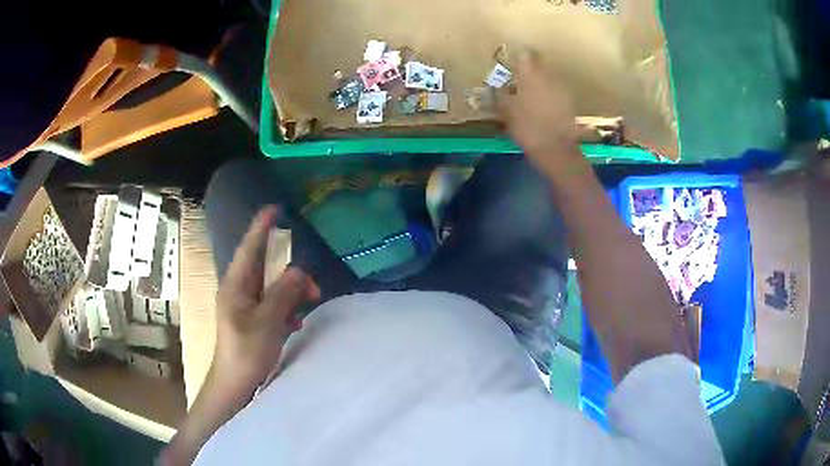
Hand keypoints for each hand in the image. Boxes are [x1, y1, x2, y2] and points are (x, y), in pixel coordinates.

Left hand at [212, 206, 319, 392]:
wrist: (235, 385)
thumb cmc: (246, 353)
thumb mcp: (267, 323)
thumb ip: (283, 294)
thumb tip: (298, 270)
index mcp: (236, 286)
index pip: (249, 248)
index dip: (261, 227)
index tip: (275, 208)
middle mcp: (239, 291)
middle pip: (266, 269)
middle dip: (290, 273)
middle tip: (312, 289)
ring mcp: (245, 306)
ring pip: (272, 287)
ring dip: (291, 293)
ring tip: (308, 305)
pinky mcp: (252, 320)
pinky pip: (273, 303)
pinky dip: (286, 308)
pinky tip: (295, 323)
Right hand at [496, 51, 581, 174]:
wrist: (555, 148)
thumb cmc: (526, 127)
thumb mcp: (506, 111)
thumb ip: (501, 94)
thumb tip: (498, 85)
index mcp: (530, 74)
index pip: (524, 54)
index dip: (517, 58)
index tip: (511, 65)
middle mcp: (548, 75)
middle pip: (538, 64)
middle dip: (529, 70)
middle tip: (518, 81)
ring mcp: (561, 87)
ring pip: (548, 77)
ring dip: (539, 82)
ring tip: (530, 95)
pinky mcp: (569, 100)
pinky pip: (555, 91)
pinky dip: (549, 95)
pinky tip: (542, 107)